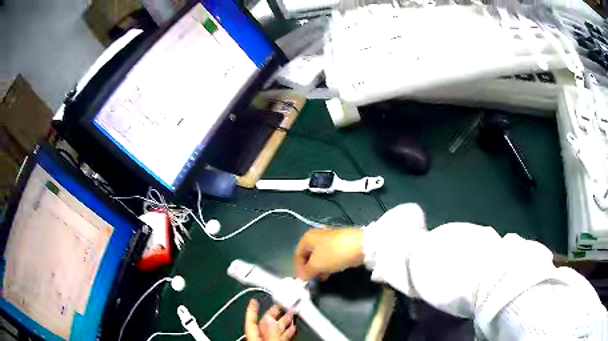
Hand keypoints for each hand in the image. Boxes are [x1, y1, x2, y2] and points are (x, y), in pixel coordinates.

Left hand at [245, 299, 295, 340]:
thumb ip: (270, 331)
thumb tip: (269, 318)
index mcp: (253, 337)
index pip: (251, 321)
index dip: (252, 309)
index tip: (254, 300)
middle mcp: (261, 338)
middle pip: (266, 323)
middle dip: (274, 312)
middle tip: (281, 302)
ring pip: (277, 329)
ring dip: (284, 320)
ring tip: (291, 312)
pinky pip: (283, 336)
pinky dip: (288, 330)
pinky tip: (293, 327)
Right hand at [294, 229, 363, 279]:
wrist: (360, 245)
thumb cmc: (333, 253)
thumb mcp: (317, 265)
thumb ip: (306, 272)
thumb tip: (302, 277)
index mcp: (307, 238)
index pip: (297, 255)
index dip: (298, 269)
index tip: (303, 281)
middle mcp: (316, 236)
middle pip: (308, 256)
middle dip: (309, 269)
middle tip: (312, 281)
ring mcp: (329, 240)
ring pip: (319, 257)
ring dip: (318, 269)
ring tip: (322, 278)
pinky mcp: (340, 244)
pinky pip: (329, 257)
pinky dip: (327, 265)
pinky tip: (330, 273)